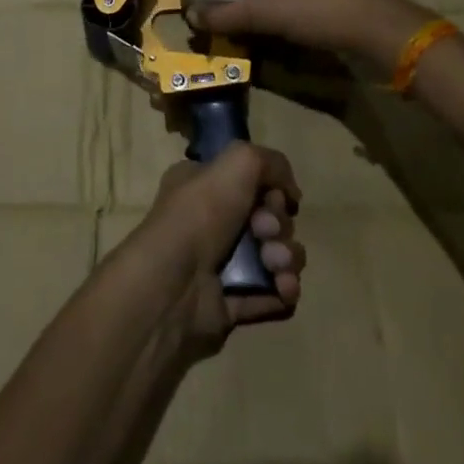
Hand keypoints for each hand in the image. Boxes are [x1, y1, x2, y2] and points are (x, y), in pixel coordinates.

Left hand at [122, 144, 304, 355]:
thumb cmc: (200, 213)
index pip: (251, 181)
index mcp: (203, 184)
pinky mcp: (232, 302)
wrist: (172, 285)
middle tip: (265, 232)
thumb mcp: (239, 162)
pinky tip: (284, 287)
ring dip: (286, 257)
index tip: (272, 197)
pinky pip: (271, 293)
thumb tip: (290, 192)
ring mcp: (222, 264)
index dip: (271, 188)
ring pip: (275, 254)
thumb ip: (272, 162)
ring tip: (275, 264)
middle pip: (268, 218)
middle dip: (278, 225)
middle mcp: (211, 221)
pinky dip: (284, 289)